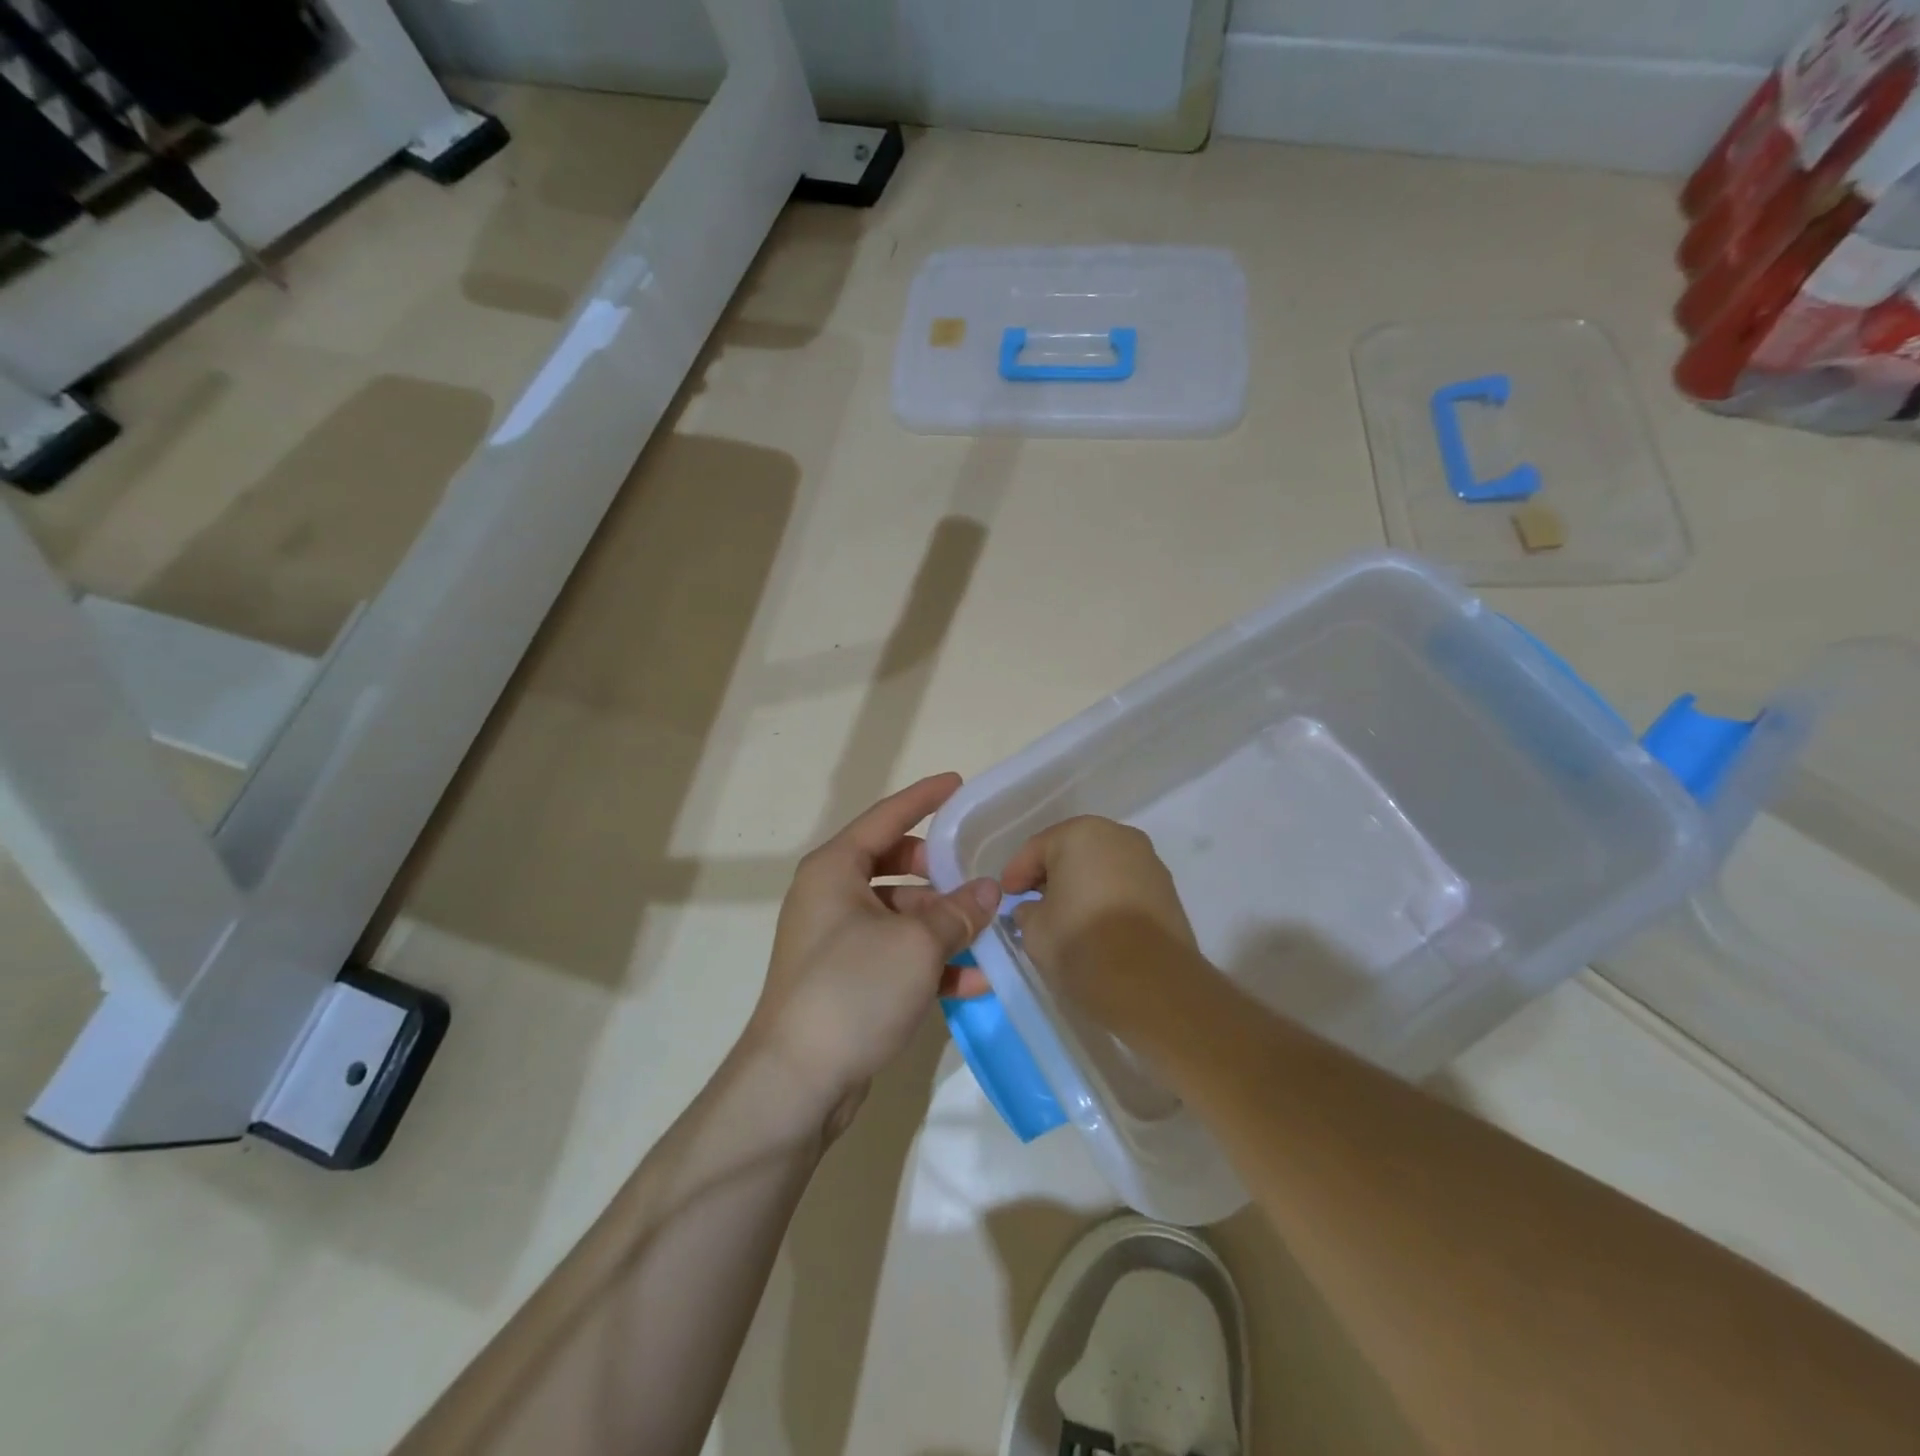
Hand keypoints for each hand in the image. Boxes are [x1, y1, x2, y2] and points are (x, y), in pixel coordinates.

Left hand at [747, 773, 1001, 1137]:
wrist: (798, 1081)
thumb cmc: (853, 989)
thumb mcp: (916, 943)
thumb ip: (958, 911)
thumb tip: (989, 889)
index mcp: (835, 869)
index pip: (885, 817)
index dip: (924, 798)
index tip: (958, 784)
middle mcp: (831, 896)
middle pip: (893, 864)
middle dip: (937, 869)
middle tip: (975, 871)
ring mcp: (836, 940)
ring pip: (898, 913)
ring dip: (941, 921)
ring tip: (987, 929)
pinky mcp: (846, 979)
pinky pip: (896, 954)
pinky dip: (930, 961)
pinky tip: (973, 980)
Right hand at [1000, 816, 1202, 1029]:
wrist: (1152, 984)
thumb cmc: (1082, 944)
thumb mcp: (1034, 930)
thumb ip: (1027, 911)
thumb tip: (1034, 909)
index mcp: (1081, 834)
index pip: (1038, 848)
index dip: (1016, 872)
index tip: (1006, 895)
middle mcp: (1119, 837)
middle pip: (1073, 852)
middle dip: (1051, 875)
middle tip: (1032, 901)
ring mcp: (1149, 862)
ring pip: (1102, 868)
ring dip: (1082, 886)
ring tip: (1066, 916)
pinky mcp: (1168, 891)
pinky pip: (1125, 886)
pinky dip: (1106, 898)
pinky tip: (1096, 925)